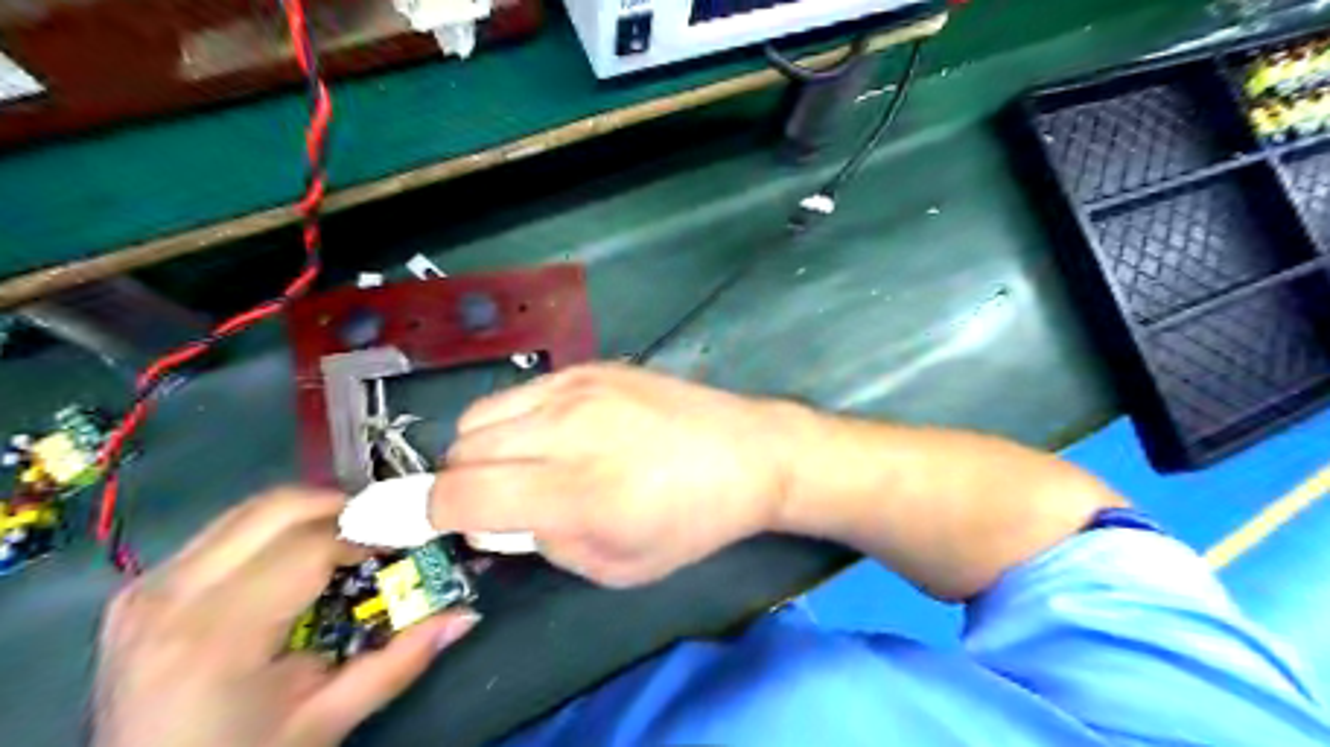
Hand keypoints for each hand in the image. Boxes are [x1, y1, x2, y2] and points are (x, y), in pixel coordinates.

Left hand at [92, 489, 480, 746]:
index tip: (412, 539)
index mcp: (217, 636)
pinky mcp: (144, 584)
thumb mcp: (327, 720)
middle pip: (280, 506)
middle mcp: (173, 595)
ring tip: (352, 540)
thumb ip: (400, 661)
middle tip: (386, 530)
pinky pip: (228, 528)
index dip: (371, 531)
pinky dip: (277, 528)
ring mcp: (149, 585)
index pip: (311, 544)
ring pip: (254, 507)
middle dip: (346, 506)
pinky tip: (301, 557)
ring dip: (314, 513)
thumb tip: (466, 613)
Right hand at [435, 362, 798, 588]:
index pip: (460, 496)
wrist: (747, 452)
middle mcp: (565, 429)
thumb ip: (543, 544)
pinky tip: (550, 434)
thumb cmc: (691, 522)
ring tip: (520, 467)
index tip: (420, 525)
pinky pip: (519, 392)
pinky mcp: (590, 366)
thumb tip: (492, 521)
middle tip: (491, 504)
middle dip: (458, 485)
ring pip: (480, 415)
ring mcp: (576, 388)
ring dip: (480, 450)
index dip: (425, 515)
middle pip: (461, 451)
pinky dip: (513, 419)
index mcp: (574, 491)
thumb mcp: (616, 565)